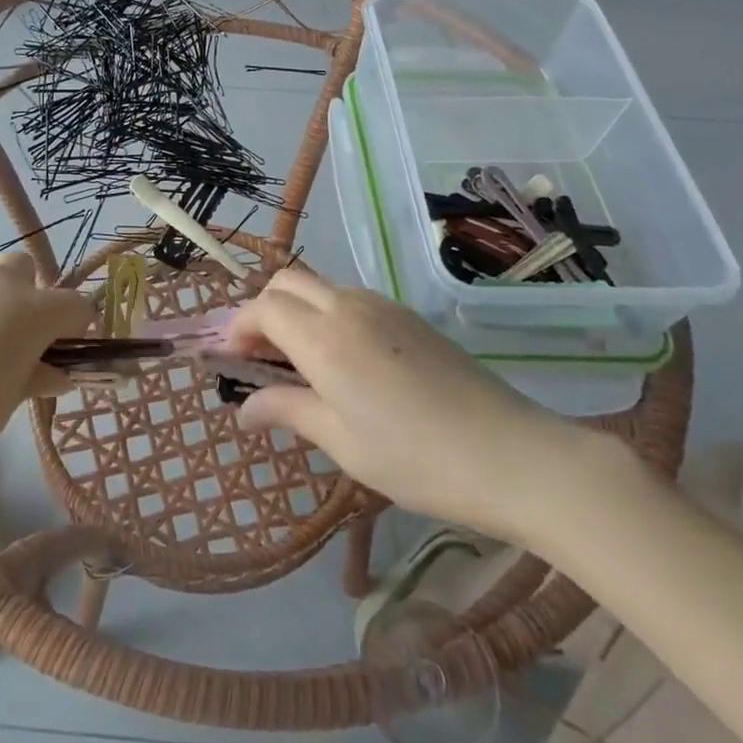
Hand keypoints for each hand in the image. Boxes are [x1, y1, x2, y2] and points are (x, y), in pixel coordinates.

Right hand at [228, 270, 612, 547]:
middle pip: (286, 282)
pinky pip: (349, 297)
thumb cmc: (417, 460)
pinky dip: (326, 313)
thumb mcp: (343, 443)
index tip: (229, 360)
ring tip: (296, 360)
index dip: (239, 328)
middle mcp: (347, 307)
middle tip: (259, 356)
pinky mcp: (407, 315)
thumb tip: (243, 410)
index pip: (263, 308)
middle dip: (262, 309)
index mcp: (324, 339)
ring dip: (295, 309)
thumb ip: (287, 412)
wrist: (513, 454)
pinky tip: (341, 359)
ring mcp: (382, 306)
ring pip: (319, 285)